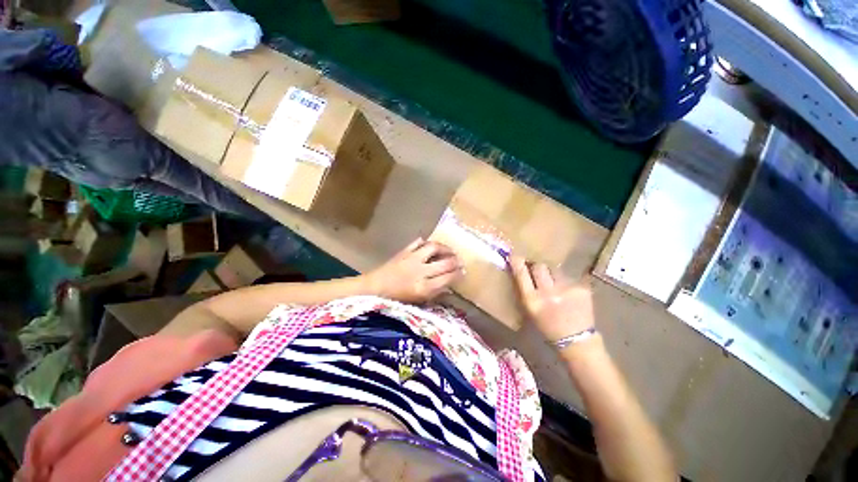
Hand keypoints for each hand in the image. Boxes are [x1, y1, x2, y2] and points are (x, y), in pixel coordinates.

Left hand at [366, 238, 462, 303]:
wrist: (375, 288)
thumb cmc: (397, 298)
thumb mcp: (418, 301)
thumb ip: (435, 293)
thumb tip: (450, 287)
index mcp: (423, 287)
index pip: (448, 278)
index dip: (458, 274)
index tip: (463, 272)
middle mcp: (420, 271)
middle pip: (445, 263)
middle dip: (456, 261)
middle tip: (460, 261)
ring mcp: (412, 258)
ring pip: (434, 247)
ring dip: (445, 248)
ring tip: (449, 251)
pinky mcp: (404, 251)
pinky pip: (419, 242)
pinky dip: (426, 242)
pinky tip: (431, 246)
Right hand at [509, 256, 595, 342]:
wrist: (577, 341)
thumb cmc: (547, 327)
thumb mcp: (530, 310)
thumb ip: (525, 290)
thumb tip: (521, 269)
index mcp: (532, 301)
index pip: (521, 274)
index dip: (517, 262)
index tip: (515, 256)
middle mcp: (548, 293)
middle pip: (539, 266)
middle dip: (537, 266)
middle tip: (537, 270)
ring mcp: (567, 290)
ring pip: (555, 269)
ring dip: (552, 274)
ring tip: (555, 284)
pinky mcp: (582, 289)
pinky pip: (569, 277)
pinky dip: (566, 282)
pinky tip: (569, 293)